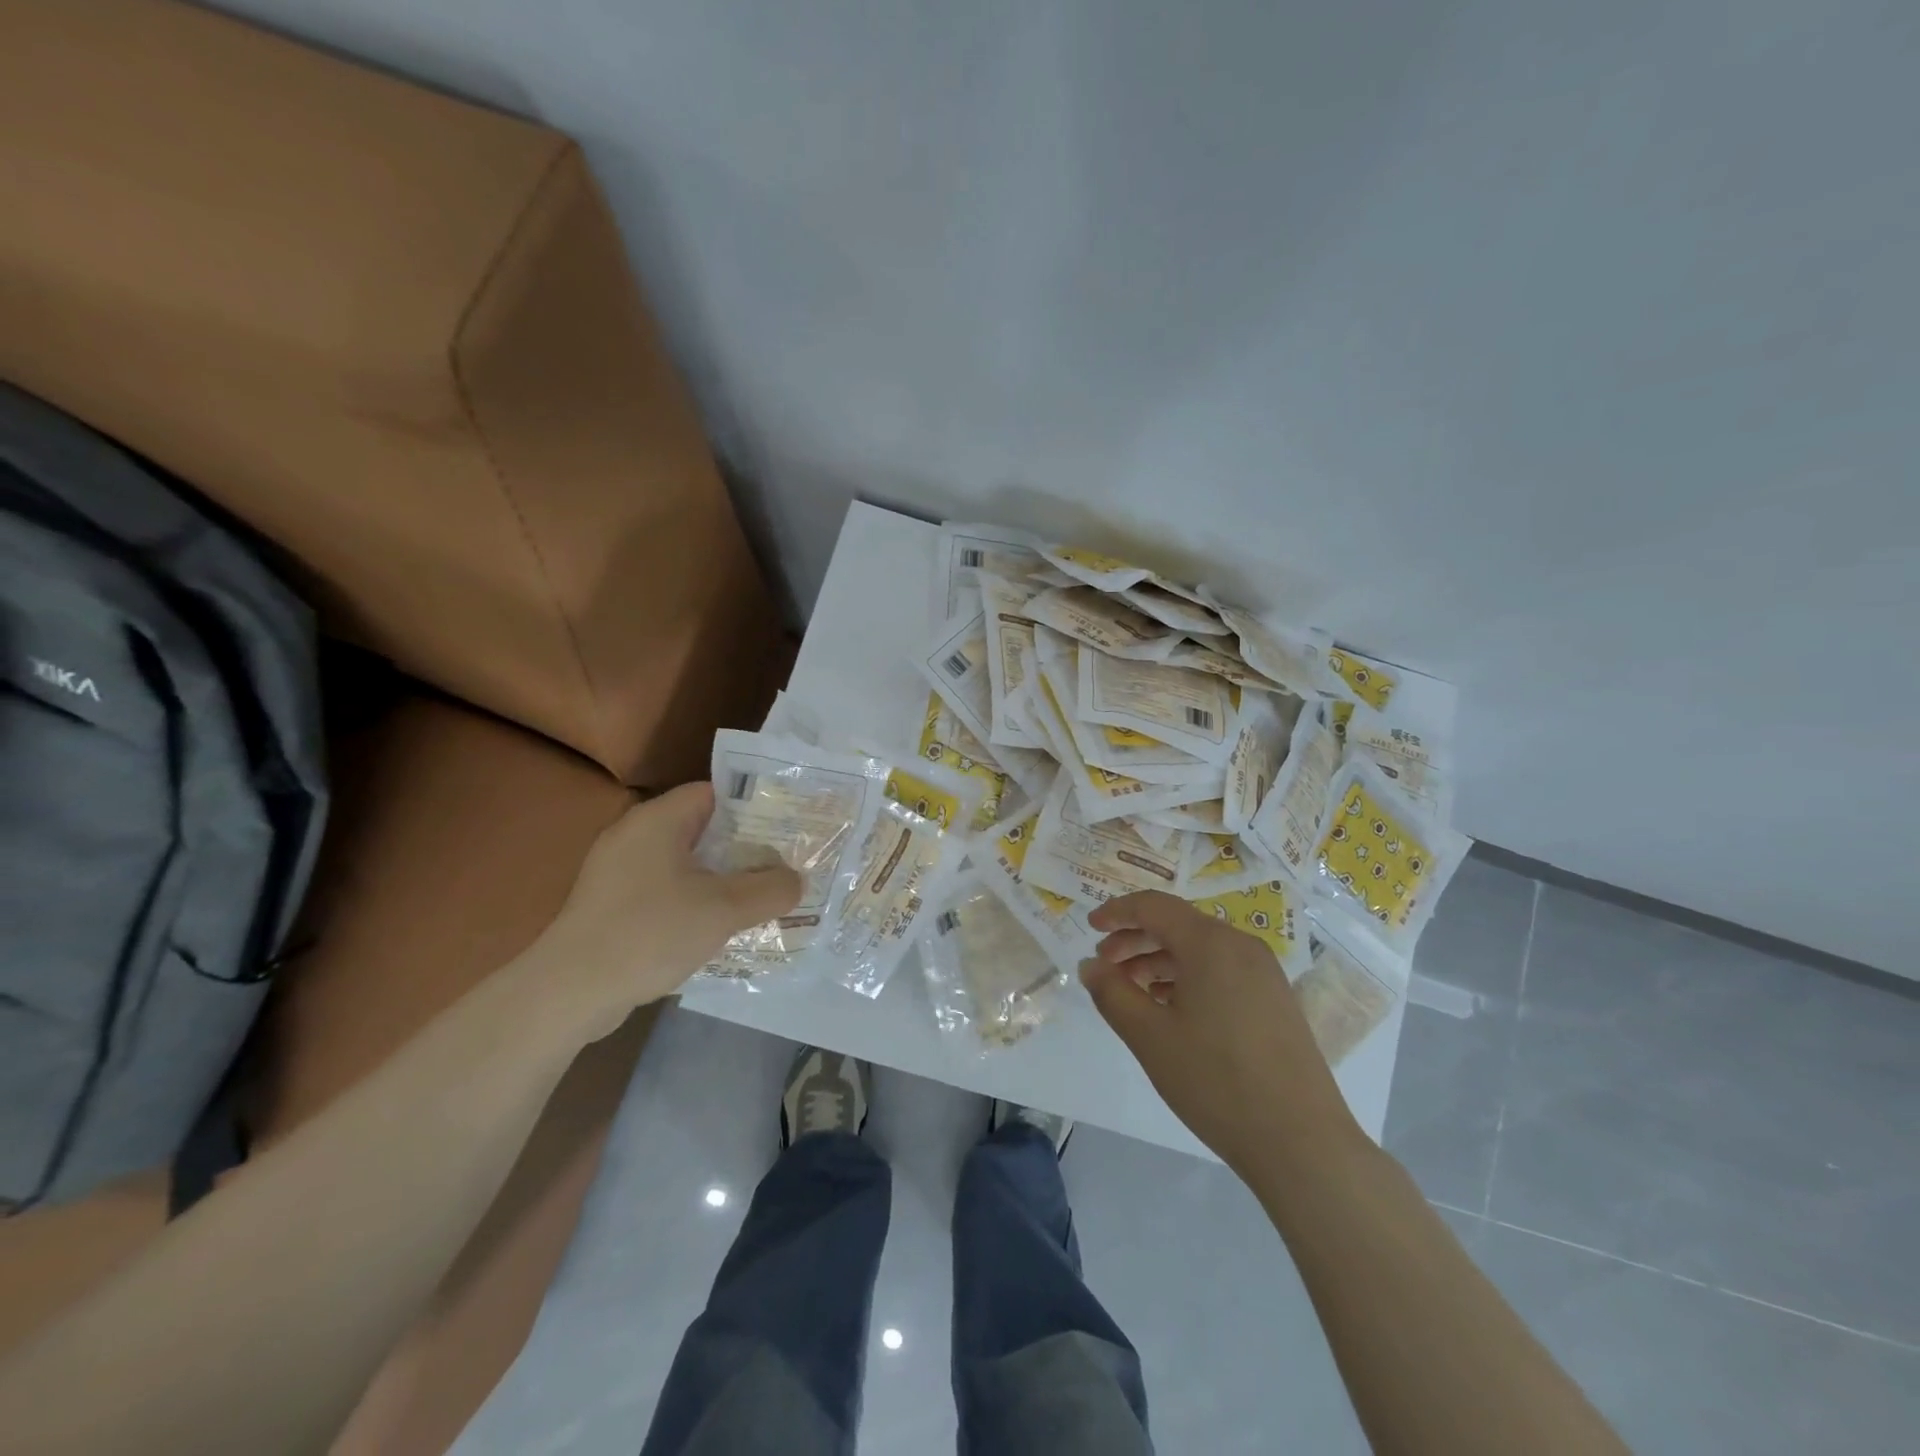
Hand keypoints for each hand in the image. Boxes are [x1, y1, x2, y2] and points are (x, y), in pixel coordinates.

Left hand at [514, 782, 802, 1043]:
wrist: (569, 992)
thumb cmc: (650, 933)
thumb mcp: (724, 910)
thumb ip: (770, 890)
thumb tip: (796, 880)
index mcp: (657, 820)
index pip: (713, 793)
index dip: (752, 808)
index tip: (784, 831)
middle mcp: (634, 834)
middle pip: (700, 828)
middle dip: (741, 848)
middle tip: (779, 866)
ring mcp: (616, 870)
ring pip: (682, 862)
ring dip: (718, 878)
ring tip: (755, 898)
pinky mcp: (608, 903)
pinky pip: (662, 888)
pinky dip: (690, 900)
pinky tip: (712, 927)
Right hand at [1083, 891, 1358, 1176]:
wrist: (1301, 1142)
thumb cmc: (1215, 1081)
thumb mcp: (1150, 1036)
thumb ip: (1113, 992)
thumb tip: (1091, 964)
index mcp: (1210, 943)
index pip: (1154, 907)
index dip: (1117, 911)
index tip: (1089, 927)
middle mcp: (1241, 946)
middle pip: (1178, 924)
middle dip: (1135, 939)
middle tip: (1105, 965)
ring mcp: (1264, 973)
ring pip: (1200, 949)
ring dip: (1159, 960)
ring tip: (1132, 991)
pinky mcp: (1275, 1000)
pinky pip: (1221, 970)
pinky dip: (1187, 977)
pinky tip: (1170, 1009)